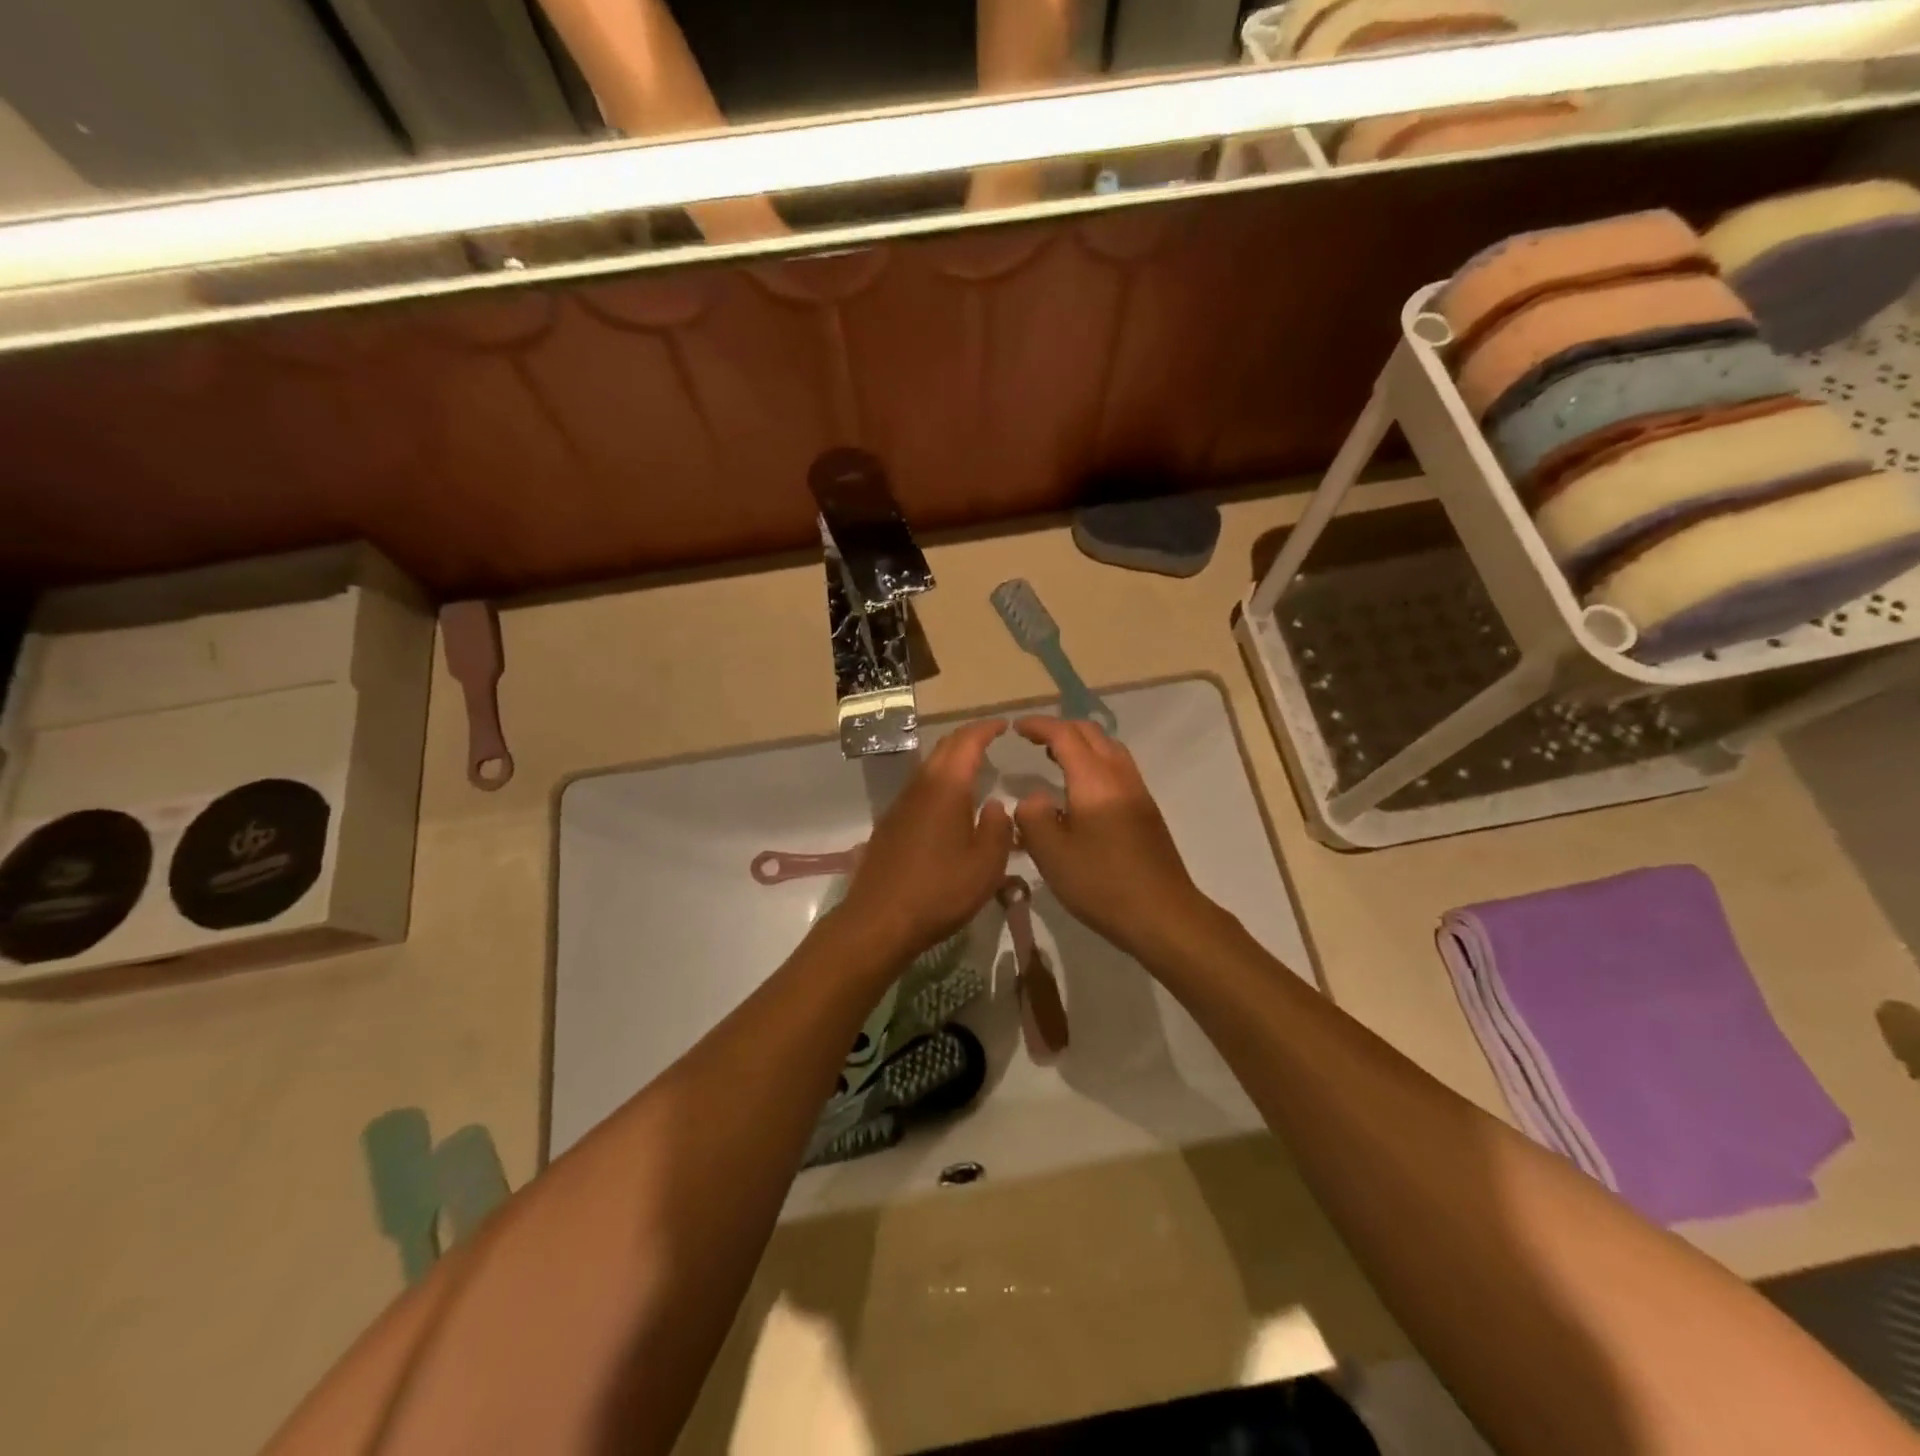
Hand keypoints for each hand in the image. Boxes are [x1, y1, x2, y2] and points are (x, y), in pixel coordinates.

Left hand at [836, 721, 1015, 960]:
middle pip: (944, 748)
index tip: (1004, 725)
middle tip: (991, 739)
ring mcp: (900, 805)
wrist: (879, 920)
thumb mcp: (986, 865)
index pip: (967, 742)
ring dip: (951, 759)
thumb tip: (996, 806)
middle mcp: (920, 787)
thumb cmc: (940, 891)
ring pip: (928, 767)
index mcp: (946, 788)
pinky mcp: (889, 824)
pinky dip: (938, 782)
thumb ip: (998, 829)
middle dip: (968, 738)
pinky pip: (918, 789)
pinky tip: (948, 803)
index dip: (986, 729)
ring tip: (974, 768)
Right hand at [1012, 717, 1210, 961]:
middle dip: (1060, 728)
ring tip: (1054, 758)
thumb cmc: (1102, 883)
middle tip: (1033, 739)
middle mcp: (1120, 776)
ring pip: (1109, 749)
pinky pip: (1117, 769)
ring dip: (1081, 744)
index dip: (1039, 726)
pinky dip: (1094, 762)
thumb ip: (1033, 817)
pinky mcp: (1146, 811)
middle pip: (1091, 733)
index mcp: (1094, 780)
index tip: (1016, 728)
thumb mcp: (1052, 853)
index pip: (1064, 735)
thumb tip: (1033, 798)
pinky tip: (1080, 791)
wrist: (1163, 914)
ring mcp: (1138, 792)